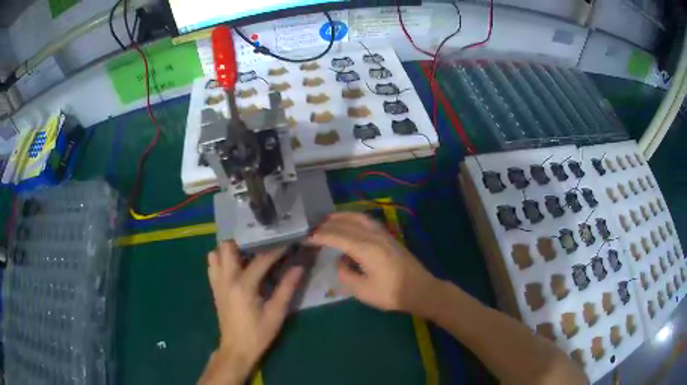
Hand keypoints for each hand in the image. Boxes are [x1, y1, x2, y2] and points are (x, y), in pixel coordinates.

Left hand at [198, 241, 302, 384]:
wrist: (236, 348)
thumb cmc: (258, 333)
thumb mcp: (276, 313)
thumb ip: (286, 288)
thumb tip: (299, 267)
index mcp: (243, 286)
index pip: (261, 260)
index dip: (276, 249)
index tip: (287, 240)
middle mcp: (226, 279)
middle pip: (228, 247)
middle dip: (244, 241)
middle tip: (261, 244)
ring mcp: (217, 282)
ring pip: (216, 253)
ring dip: (230, 250)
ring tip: (247, 253)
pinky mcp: (214, 288)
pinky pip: (212, 265)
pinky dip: (222, 259)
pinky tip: (235, 266)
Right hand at [308, 212, 437, 314]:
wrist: (420, 290)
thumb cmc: (390, 293)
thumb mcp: (362, 290)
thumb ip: (345, 274)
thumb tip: (340, 261)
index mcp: (366, 249)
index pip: (337, 237)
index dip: (320, 236)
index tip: (306, 238)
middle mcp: (373, 236)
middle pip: (346, 224)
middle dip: (327, 224)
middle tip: (312, 228)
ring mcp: (383, 234)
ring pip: (358, 218)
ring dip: (341, 216)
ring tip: (327, 219)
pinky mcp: (389, 236)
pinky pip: (367, 220)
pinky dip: (354, 218)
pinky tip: (350, 222)